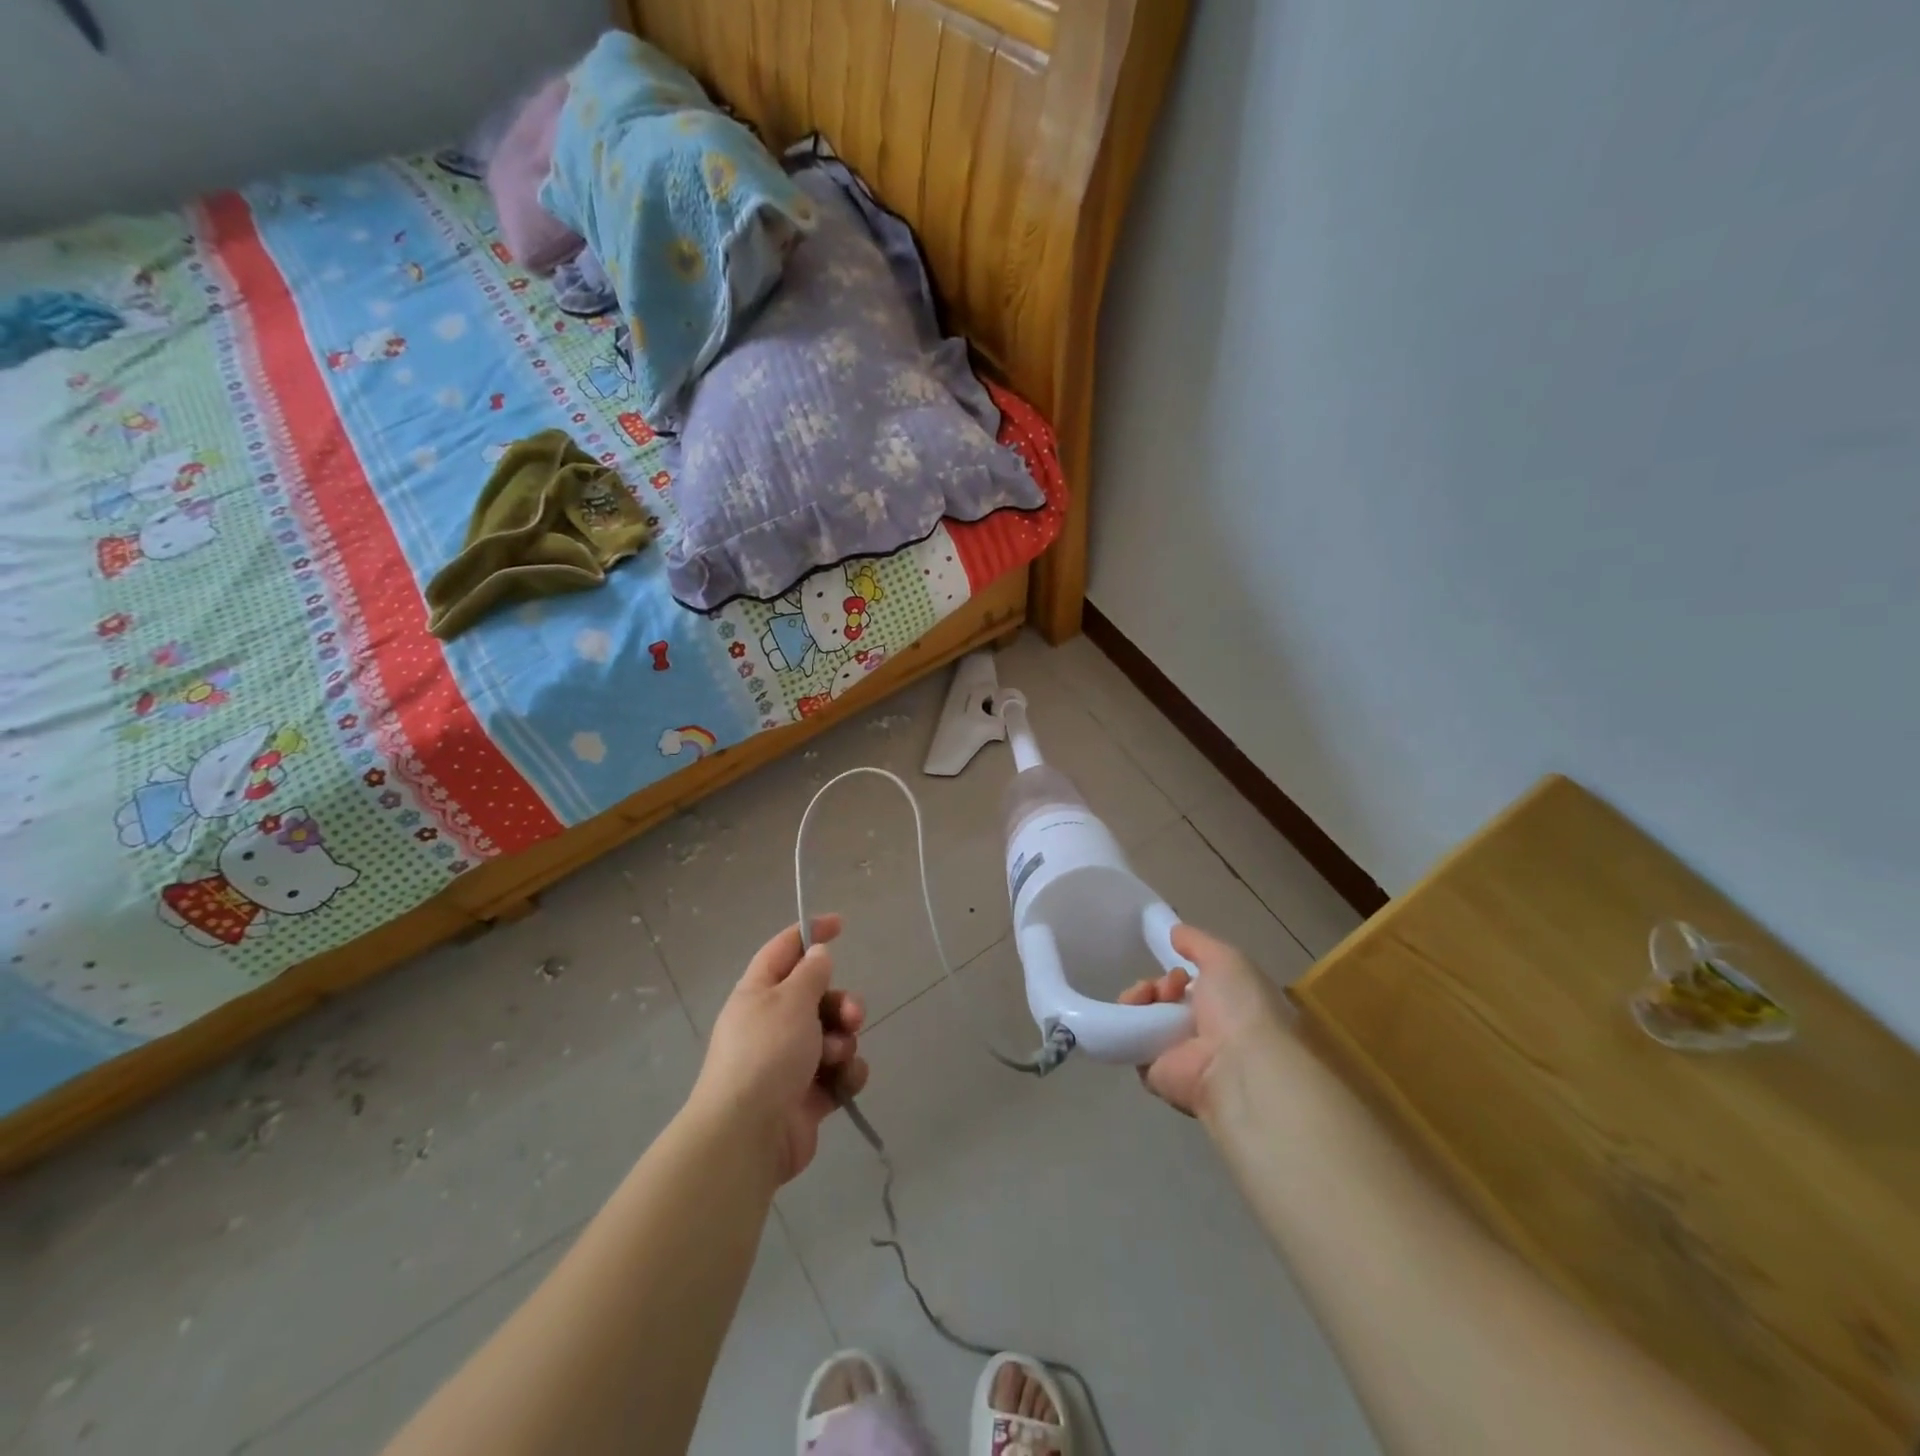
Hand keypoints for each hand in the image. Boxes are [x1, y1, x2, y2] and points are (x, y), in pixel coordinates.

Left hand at [693, 916, 867, 1183]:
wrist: (749, 1135)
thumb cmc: (767, 1053)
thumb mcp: (790, 1000)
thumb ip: (811, 973)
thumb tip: (817, 953)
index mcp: (758, 994)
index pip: (784, 950)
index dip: (810, 932)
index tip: (840, 924)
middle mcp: (772, 1024)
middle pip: (818, 997)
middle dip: (841, 1003)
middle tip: (851, 1015)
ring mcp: (789, 1062)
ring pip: (834, 1035)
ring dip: (844, 1041)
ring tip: (836, 1058)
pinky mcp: (807, 1096)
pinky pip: (839, 1072)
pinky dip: (846, 1074)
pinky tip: (843, 1081)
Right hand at [1119, 924, 1287, 1118]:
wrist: (1236, 1065)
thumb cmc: (1240, 1008)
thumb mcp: (1226, 959)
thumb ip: (1198, 942)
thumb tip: (1175, 931)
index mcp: (1229, 1009)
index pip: (1196, 987)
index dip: (1181, 972)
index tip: (1180, 969)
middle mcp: (1205, 1032)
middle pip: (1167, 999)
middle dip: (1160, 984)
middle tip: (1167, 986)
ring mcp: (1179, 1054)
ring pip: (1146, 1016)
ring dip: (1141, 997)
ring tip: (1148, 996)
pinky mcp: (1155, 1072)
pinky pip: (1131, 1041)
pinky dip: (1126, 1024)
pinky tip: (1135, 1014)